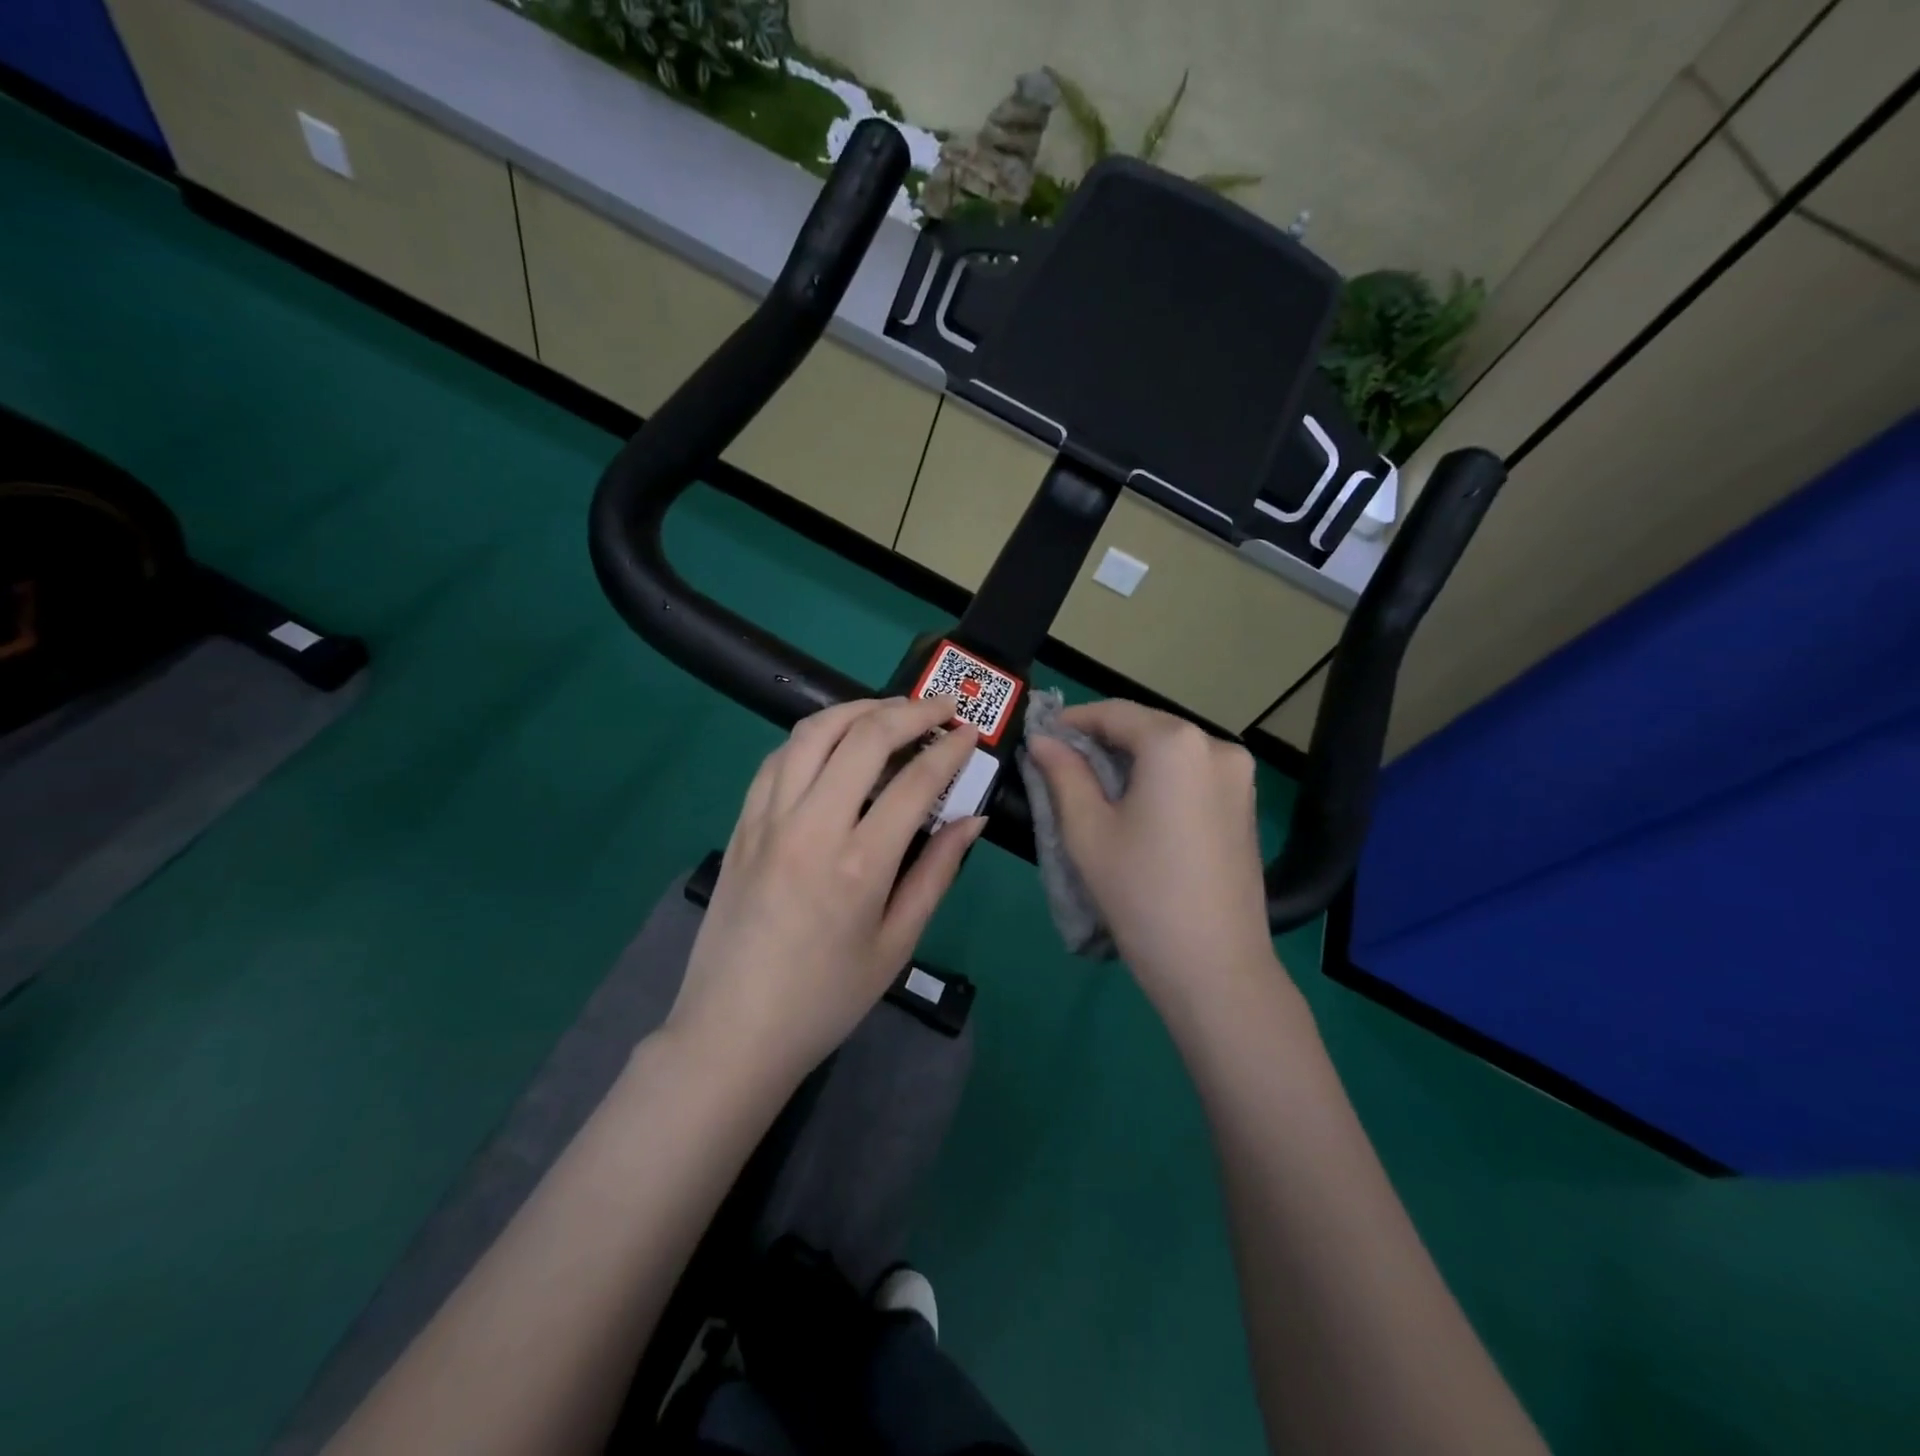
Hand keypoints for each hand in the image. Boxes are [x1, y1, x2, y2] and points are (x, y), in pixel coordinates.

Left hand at [667, 697, 985, 1085]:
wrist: (732, 1032)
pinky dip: (813, 736)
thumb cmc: (826, 999)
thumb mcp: (896, 944)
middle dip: (910, 711)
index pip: (915, 781)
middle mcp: (811, 826)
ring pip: (813, 733)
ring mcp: (768, 820)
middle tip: (941, 707)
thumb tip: (971, 819)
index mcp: (859, 864)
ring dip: (858, 709)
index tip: (970, 734)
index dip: (949, 749)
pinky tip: (834, 742)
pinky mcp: (742, 824)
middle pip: (864, 737)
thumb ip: (936, 873)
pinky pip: (778, 758)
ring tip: (890, 710)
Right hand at [1027, 700, 1274, 1000]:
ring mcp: (1239, 776)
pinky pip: (1192, 774)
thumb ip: (1063, 774)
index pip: (1114, 713)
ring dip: (1130, 760)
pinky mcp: (1245, 805)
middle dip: (1102, 741)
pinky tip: (1135, 807)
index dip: (1073, 721)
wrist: (1216, 967)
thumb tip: (1042, 740)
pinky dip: (1159, 779)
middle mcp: (1216, 746)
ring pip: (1170, 751)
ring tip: (1092, 789)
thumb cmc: (1141, 893)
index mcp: (1176, 744)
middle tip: (1060, 766)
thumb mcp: (1088, 831)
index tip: (1040, 737)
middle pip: (1146, 728)